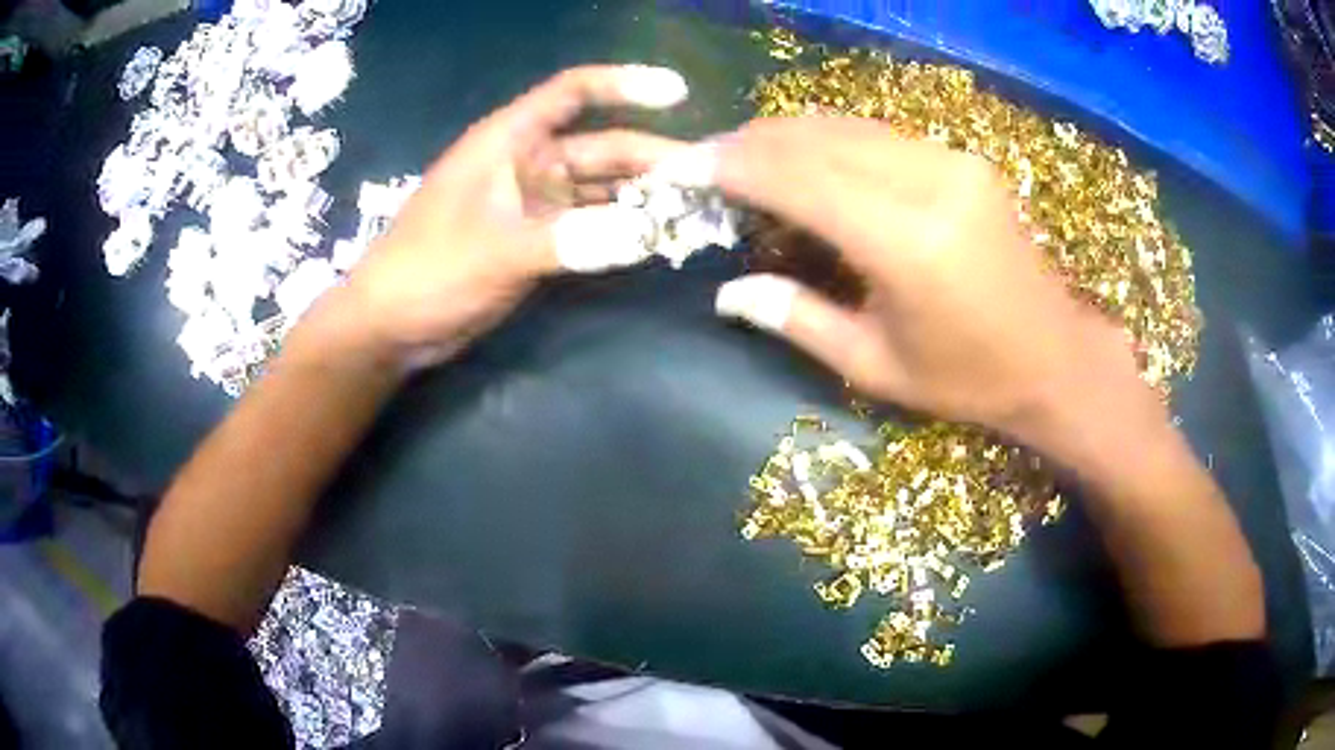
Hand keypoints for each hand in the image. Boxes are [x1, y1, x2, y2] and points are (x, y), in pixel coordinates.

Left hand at [336, 65, 691, 368]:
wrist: (392, 326)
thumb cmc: (427, 271)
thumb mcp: (494, 251)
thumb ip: (566, 242)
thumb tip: (642, 237)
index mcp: (509, 141)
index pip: (572, 93)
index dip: (624, 84)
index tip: (678, 93)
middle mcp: (527, 163)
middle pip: (601, 146)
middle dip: (653, 158)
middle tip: (708, 179)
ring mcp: (534, 203)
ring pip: (600, 188)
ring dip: (642, 197)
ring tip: (694, 210)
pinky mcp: (537, 240)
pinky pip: (590, 225)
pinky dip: (620, 231)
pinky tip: (654, 241)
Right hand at [704, 117, 1155, 450]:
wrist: (1055, 358)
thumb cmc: (968, 381)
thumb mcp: (875, 367)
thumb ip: (797, 319)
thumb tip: (728, 292)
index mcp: (907, 243)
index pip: (797, 178)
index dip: (733, 168)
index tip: (684, 169)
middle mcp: (930, 183)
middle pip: (816, 138)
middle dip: (750, 144)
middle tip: (705, 162)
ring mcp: (952, 162)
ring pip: (845, 126)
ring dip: (786, 137)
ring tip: (744, 160)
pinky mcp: (963, 159)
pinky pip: (878, 135)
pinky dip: (829, 141)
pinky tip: (806, 162)